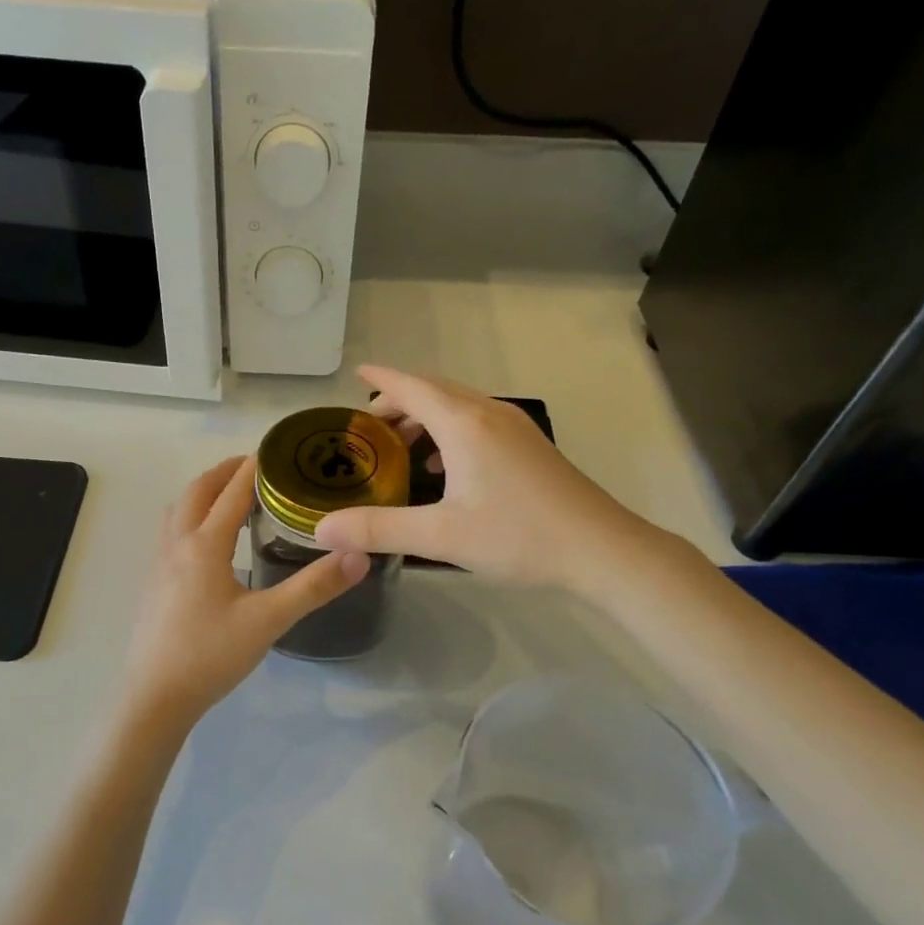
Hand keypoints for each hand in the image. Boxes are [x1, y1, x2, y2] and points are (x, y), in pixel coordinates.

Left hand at [119, 456, 369, 734]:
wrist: (156, 697)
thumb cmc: (211, 655)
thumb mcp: (269, 621)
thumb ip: (314, 587)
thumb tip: (358, 556)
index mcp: (204, 545)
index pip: (232, 492)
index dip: (255, 468)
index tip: (277, 450)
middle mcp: (176, 544)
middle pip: (197, 491)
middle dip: (225, 472)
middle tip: (256, 467)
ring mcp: (158, 563)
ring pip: (178, 510)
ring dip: (203, 492)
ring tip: (231, 496)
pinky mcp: (152, 583)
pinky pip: (170, 531)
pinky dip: (190, 516)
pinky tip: (207, 543)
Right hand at [313, 365, 664, 589]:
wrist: (601, 549)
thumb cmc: (518, 536)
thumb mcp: (441, 536)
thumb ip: (378, 529)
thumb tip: (322, 529)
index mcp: (464, 424)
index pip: (412, 387)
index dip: (381, 379)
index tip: (355, 375)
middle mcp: (489, 414)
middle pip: (435, 391)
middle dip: (399, 400)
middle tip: (369, 426)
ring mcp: (515, 428)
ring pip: (459, 406)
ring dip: (426, 417)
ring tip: (400, 445)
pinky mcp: (530, 447)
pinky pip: (478, 423)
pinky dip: (450, 432)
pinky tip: (444, 468)